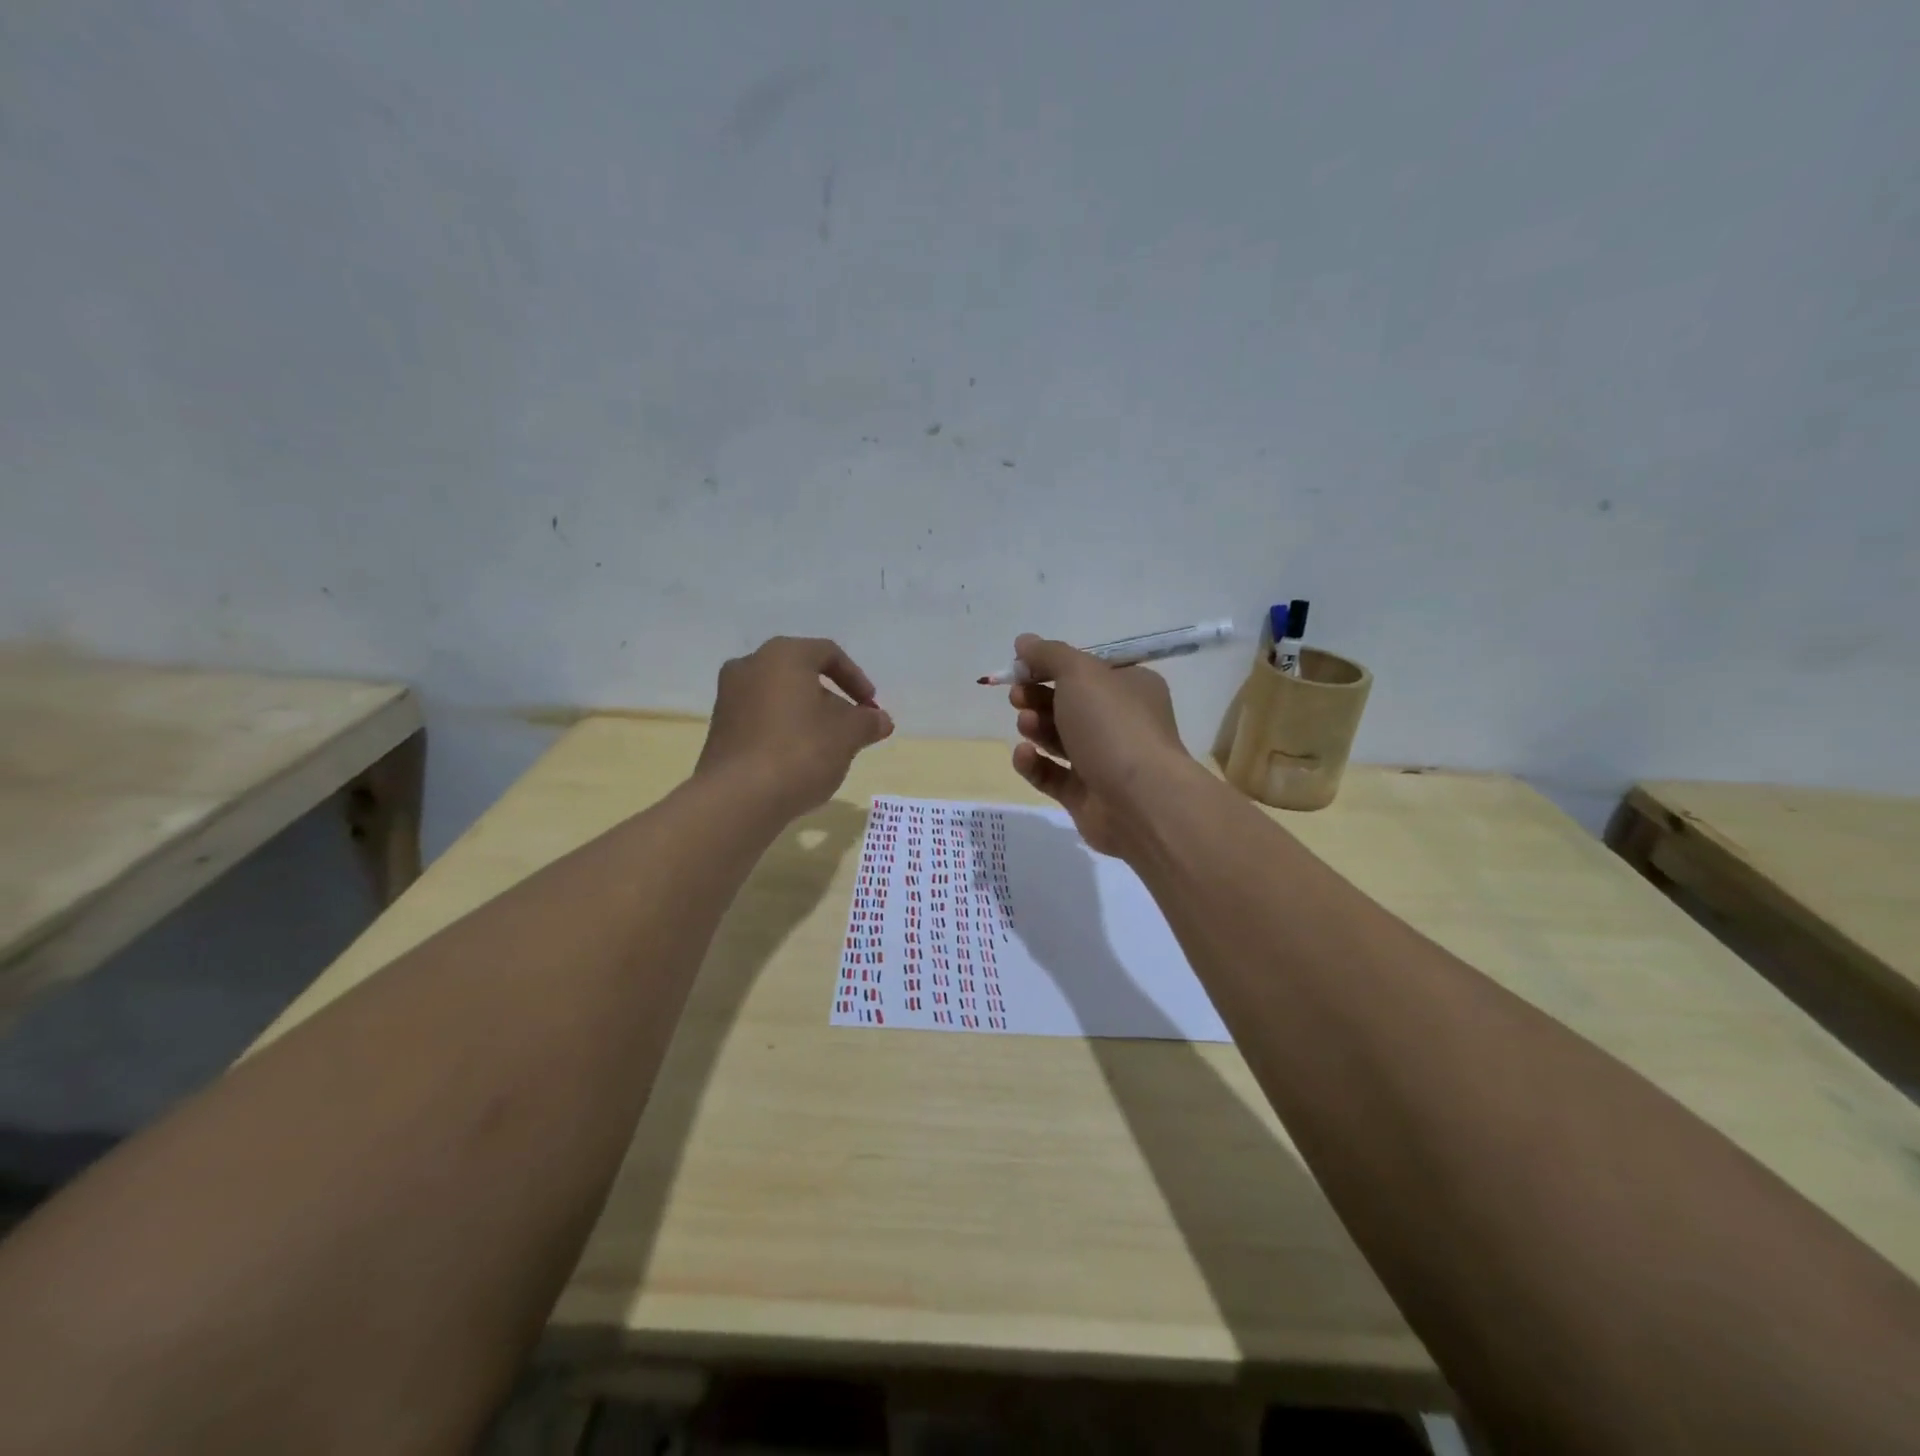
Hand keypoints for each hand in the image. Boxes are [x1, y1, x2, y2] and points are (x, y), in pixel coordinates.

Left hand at [697, 637, 893, 817]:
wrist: (739, 798)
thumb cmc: (800, 751)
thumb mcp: (848, 735)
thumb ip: (868, 722)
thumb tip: (881, 720)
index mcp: (782, 655)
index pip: (828, 653)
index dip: (856, 679)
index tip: (870, 706)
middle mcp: (750, 666)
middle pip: (801, 675)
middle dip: (831, 700)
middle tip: (852, 727)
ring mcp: (728, 697)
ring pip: (779, 698)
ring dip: (807, 716)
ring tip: (828, 746)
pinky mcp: (719, 729)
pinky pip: (761, 719)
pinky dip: (783, 731)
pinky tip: (798, 759)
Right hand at [1006, 634, 1192, 855]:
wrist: (1140, 800)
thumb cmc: (1113, 725)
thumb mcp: (1080, 674)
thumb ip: (1048, 655)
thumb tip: (1023, 642)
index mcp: (1130, 688)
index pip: (1086, 671)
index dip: (1051, 666)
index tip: (1020, 667)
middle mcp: (1120, 723)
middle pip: (1069, 704)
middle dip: (1037, 697)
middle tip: (1017, 696)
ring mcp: (1103, 761)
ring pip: (1059, 739)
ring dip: (1036, 727)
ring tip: (1025, 724)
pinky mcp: (1085, 796)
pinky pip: (1052, 775)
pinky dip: (1034, 763)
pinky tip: (1024, 755)